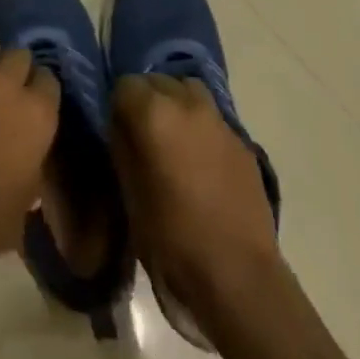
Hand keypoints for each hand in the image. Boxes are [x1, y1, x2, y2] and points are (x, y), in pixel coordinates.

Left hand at [0, 39, 60, 276]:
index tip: (37, 104)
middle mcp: (5, 86)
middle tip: (12, 92)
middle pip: (19, 55)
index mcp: (36, 115)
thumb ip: (29, 171)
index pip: (49, 81)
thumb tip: (24, 162)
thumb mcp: (22, 205)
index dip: (42, 92)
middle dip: (18, 69)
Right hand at [109, 73, 284, 322]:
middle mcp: (186, 103)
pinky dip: (200, 126)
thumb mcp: (130, 195)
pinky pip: (212, 117)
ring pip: (187, 89)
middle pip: (157, 81)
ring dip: (176, 104)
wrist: (239, 277)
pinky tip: (200, 161)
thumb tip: (122, 127)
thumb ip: (123, 148)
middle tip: (143, 136)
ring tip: (173, 139)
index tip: (118, 133)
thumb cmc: (172, 240)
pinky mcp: (241, 140)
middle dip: (146, 100)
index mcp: (153, 113)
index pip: (125, 85)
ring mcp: (218, 119)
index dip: (118, 108)